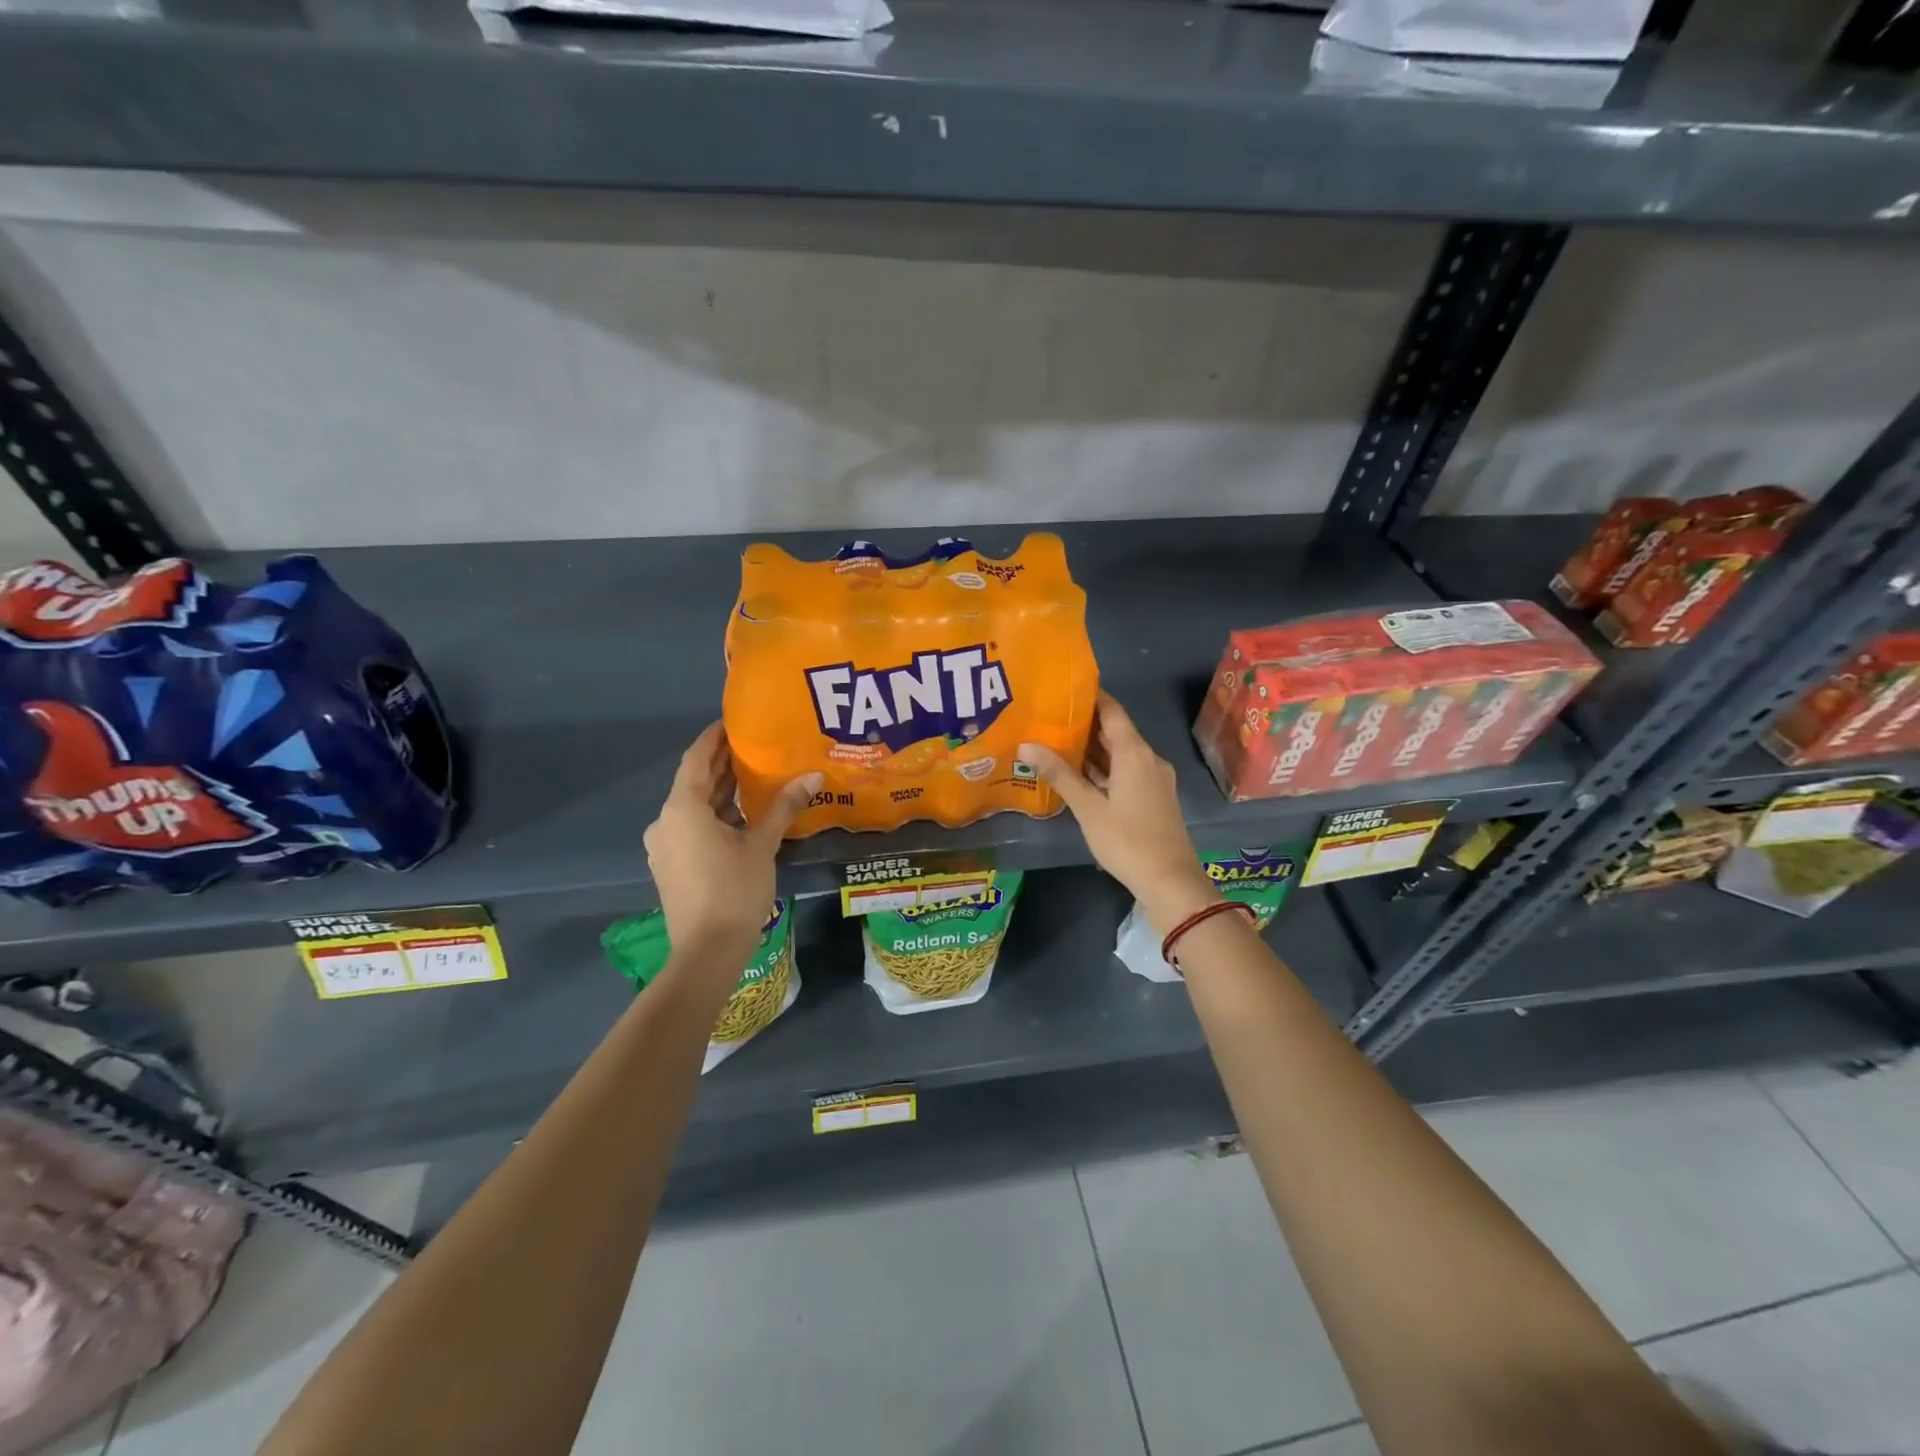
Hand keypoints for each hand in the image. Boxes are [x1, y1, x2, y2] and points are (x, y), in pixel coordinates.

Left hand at [643, 723, 820, 962]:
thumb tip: (812, 776)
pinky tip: (744, 814)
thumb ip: (783, 807)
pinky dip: (716, 815)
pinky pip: (693, 827)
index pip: (696, 758)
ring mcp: (665, 845)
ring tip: (756, 775)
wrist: (707, 952)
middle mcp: (666, 821)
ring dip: (721, 791)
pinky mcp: (672, 865)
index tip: (735, 721)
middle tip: (755, 745)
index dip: (714, 737)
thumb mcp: (762, 845)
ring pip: (695, 807)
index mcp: (683, 809)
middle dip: (722, 764)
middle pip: (695, 782)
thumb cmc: (734, 890)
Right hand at [1019, 693, 1217, 934]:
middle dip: (1085, 723)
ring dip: (1093, 748)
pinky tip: (1079, 774)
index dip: (1091, 696)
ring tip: (1056, 741)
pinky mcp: (1154, 797)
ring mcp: (1154, 779)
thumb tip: (1026, 745)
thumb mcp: (1088, 807)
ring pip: (1121, 753)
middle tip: (1049, 716)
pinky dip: (1104, 768)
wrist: (1170, 880)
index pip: (1112, 711)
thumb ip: (1059, 774)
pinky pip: (1126, 771)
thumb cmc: (1127, 840)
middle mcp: (1148, 758)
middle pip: (1116, 731)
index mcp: (1135, 753)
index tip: (1063, 688)